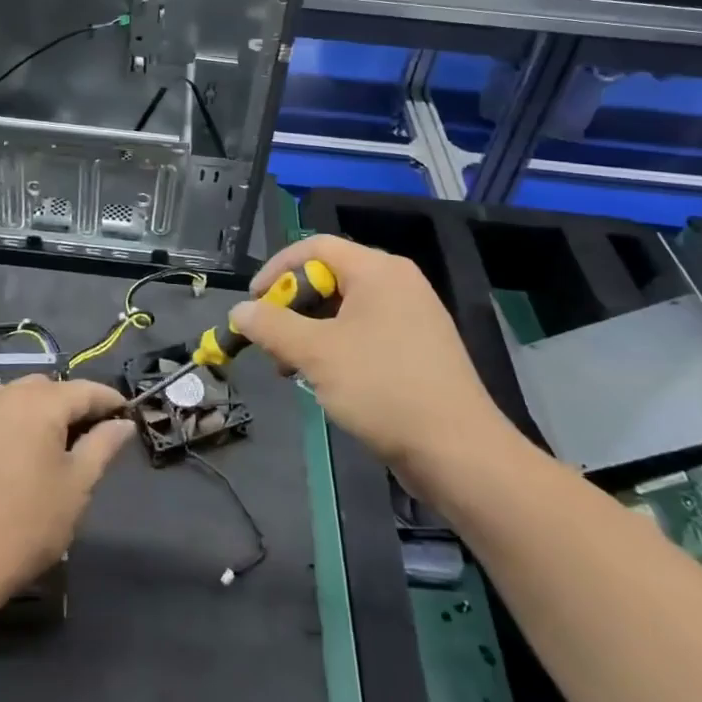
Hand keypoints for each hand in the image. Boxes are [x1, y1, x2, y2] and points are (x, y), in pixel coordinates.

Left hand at [0, 375, 134, 604]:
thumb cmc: (28, 523)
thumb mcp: (77, 485)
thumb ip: (103, 445)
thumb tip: (123, 423)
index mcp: (42, 402)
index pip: (86, 390)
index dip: (110, 401)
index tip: (128, 414)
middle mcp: (10, 392)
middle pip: (54, 388)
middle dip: (76, 405)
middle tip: (95, 435)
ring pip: (26, 394)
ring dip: (46, 408)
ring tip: (60, 442)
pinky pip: (2, 407)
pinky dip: (20, 416)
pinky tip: (26, 445)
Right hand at [228, 234, 525, 480]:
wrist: (461, 454)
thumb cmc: (384, 389)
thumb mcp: (316, 354)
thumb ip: (272, 326)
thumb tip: (240, 311)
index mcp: (378, 270)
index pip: (315, 247)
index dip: (276, 269)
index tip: (252, 303)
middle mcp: (398, 283)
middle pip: (330, 277)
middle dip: (292, 306)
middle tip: (270, 341)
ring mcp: (412, 317)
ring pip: (345, 309)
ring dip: (310, 332)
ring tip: (291, 369)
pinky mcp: (419, 349)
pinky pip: (366, 333)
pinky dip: (337, 347)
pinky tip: (326, 382)